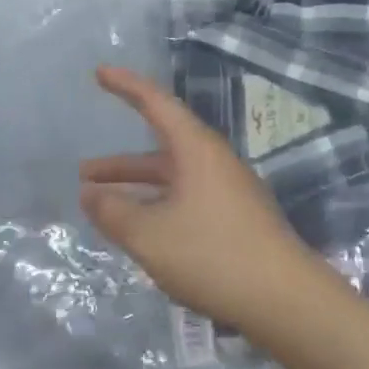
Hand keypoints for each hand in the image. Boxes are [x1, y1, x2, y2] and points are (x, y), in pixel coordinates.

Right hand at [80, 66, 333, 338]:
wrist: (283, 296)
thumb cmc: (213, 254)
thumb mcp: (151, 236)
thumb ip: (115, 213)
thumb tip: (90, 195)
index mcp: (196, 149)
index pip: (156, 103)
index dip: (126, 86)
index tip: (100, 72)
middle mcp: (214, 160)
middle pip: (161, 148)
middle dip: (121, 162)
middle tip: (85, 172)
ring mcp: (227, 189)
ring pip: (172, 178)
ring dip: (138, 188)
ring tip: (101, 205)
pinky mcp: (235, 217)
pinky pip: (186, 198)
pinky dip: (157, 205)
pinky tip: (142, 230)